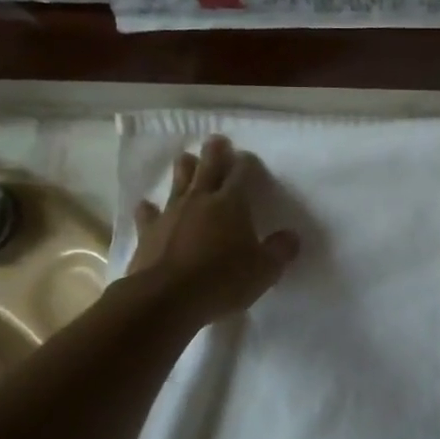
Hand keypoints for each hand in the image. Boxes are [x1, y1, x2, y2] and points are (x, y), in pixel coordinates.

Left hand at [129, 135, 299, 320]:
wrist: (167, 298)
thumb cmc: (223, 280)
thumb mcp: (265, 270)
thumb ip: (280, 251)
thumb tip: (291, 237)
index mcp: (232, 203)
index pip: (242, 174)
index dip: (246, 164)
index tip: (248, 158)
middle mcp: (201, 200)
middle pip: (208, 168)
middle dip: (215, 153)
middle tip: (217, 140)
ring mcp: (171, 214)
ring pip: (178, 182)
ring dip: (184, 169)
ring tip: (186, 158)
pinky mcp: (148, 232)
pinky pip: (149, 214)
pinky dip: (150, 208)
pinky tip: (148, 206)